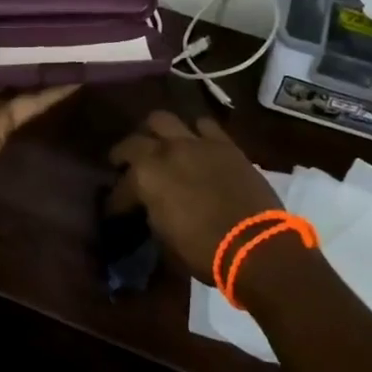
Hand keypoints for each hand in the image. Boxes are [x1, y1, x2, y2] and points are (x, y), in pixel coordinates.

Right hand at [107, 111, 283, 284]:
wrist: (256, 246)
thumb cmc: (205, 251)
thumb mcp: (166, 239)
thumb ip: (153, 214)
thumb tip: (151, 207)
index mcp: (146, 178)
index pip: (121, 187)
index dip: (116, 200)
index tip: (115, 210)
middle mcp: (165, 152)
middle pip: (134, 141)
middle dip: (125, 154)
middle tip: (126, 165)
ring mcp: (195, 143)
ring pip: (163, 120)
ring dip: (156, 133)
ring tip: (159, 145)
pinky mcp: (224, 144)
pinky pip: (203, 125)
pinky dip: (195, 132)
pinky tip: (196, 143)